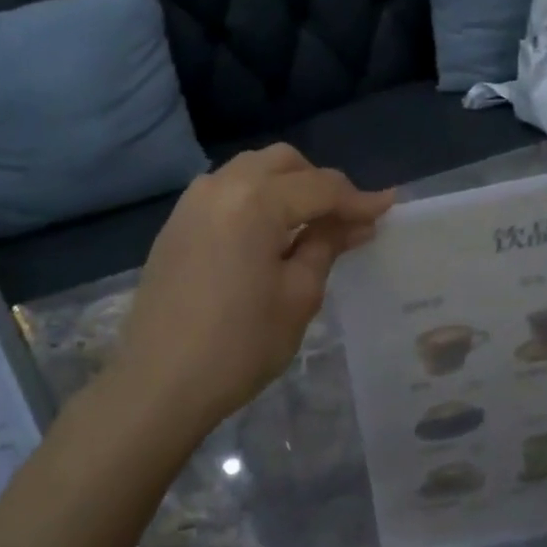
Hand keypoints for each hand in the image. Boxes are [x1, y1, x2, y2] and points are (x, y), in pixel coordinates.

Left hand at [111, 145, 393, 440]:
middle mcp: (220, 186)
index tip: (388, 209)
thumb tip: (356, 223)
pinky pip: (226, 191)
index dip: (358, 199)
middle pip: (283, 163)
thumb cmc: (239, 344)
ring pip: (251, 171)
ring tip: (308, 226)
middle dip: (319, 183)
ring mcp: (191, 202)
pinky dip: (255, 199)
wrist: (159, 384)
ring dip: (286, 186)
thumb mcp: (298, 295)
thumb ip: (326, 246)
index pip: (320, 186)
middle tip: (344, 220)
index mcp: (255, 201)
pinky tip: (267, 236)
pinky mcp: (176, 224)